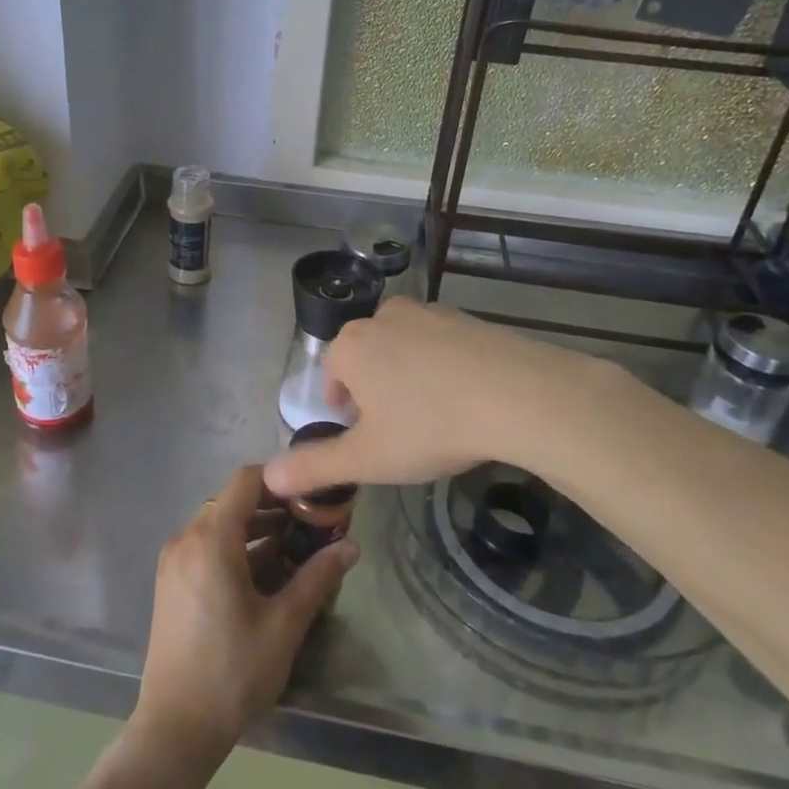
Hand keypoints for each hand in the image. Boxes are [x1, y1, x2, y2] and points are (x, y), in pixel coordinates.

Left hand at [130, 466, 358, 775]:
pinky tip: (264, 573)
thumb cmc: (232, 672)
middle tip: (312, 523)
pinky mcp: (171, 581)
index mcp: (211, 539)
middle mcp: (186, 538)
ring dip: (255, 529)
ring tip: (296, 546)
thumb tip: (352, 546)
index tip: (313, 493)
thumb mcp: (284, 624)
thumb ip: (317, 578)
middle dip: (273, 507)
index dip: (281, 480)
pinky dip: (235, 547)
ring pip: (219, 524)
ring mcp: (174, 560)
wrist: (175, 727)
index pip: (246, 481)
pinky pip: (206, 546)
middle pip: (232, 501)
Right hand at [263, 297, 641, 496]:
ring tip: (433, 415)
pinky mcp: (468, 317)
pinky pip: (441, 344)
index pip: (331, 375)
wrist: (519, 395)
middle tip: (398, 430)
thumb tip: (268, 476)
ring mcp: (428, 312)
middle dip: (373, 390)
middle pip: (366, 357)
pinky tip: (465, 398)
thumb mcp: (367, 458)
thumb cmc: (430, 426)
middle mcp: (383, 317)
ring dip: (408, 376)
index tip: (364, 437)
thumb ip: (314, 467)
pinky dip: (443, 367)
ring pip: (403, 347)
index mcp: (351, 346)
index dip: (343, 409)